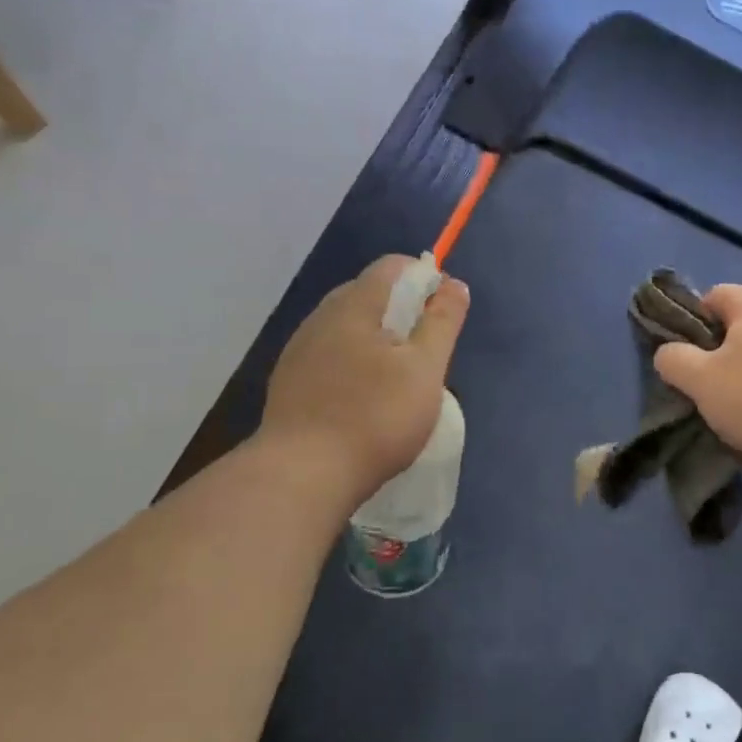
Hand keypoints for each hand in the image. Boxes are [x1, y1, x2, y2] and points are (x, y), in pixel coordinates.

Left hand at [260, 256, 469, 501]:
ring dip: (375, 338)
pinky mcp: (288, 382)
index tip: (442, 313)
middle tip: (424, 351)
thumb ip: (442, 322)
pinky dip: (352, 363)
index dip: (424, 278)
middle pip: (368, 294)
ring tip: (395, 379)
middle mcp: (321, 317)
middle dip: (401, 310)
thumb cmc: (374, 417)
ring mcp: (299, 350)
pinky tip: (361, 399)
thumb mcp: (425, 369)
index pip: (392, 266)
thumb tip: (453, 284)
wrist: (301, 476)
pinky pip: (328, 355)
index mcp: (354, 305)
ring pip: (346, 326)